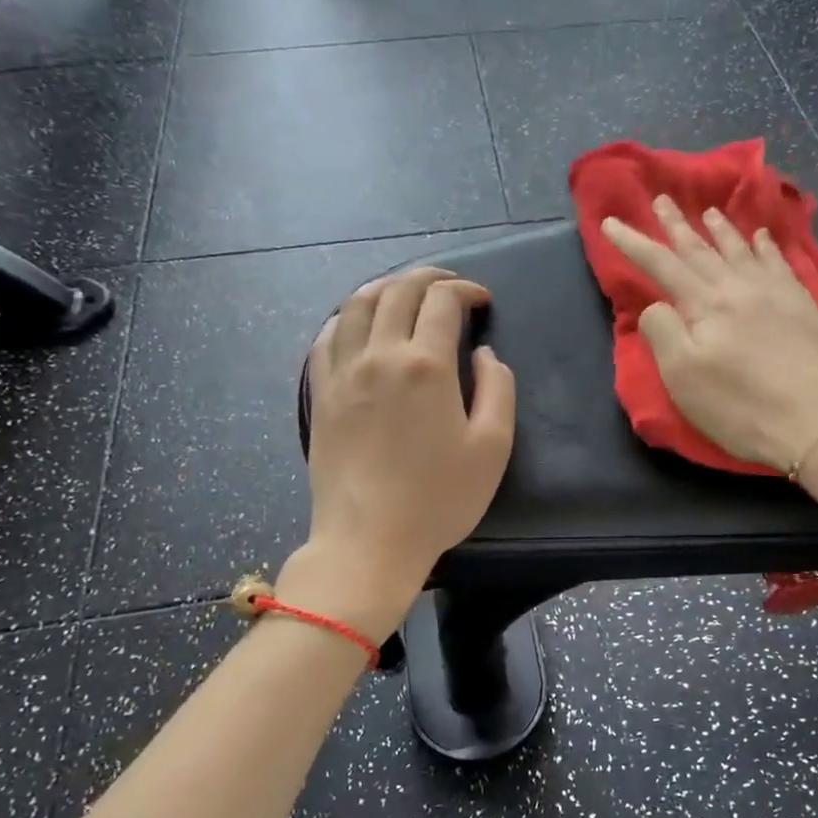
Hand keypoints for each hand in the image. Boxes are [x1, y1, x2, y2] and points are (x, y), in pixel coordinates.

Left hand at [297, 268, 515, 631]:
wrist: (368, 540)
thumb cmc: (439, 499)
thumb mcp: (493, 447)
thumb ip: (497, 389)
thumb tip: (483, 353)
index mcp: (425, 365)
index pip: (442, 301)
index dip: (465, 290)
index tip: (481, 301)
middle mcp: (379, 355)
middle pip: (397, 291)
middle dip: (427, 278)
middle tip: (449, 286)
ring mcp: (342, 373)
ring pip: (355, 305)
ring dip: (384, 287)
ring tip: (404, 292)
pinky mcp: (320, 394)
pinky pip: (325, 338)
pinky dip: (345, 318)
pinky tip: (357, 324)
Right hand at [602, 197, 817, 472]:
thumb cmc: (742, 407)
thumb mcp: (684, 378)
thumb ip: (663, 332)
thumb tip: (657, 306)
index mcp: (705, 305)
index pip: (661, 264)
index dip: (633, 242)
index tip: (610, 221)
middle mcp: (739, 288)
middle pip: (701, 249)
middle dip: (677, 225)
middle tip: (662, 198)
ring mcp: (776, 294)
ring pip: (741, 251)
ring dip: (722, 230)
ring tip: (710, 212)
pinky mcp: (805, 307)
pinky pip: (781, 263)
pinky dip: (767, 246)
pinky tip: (764, 236)